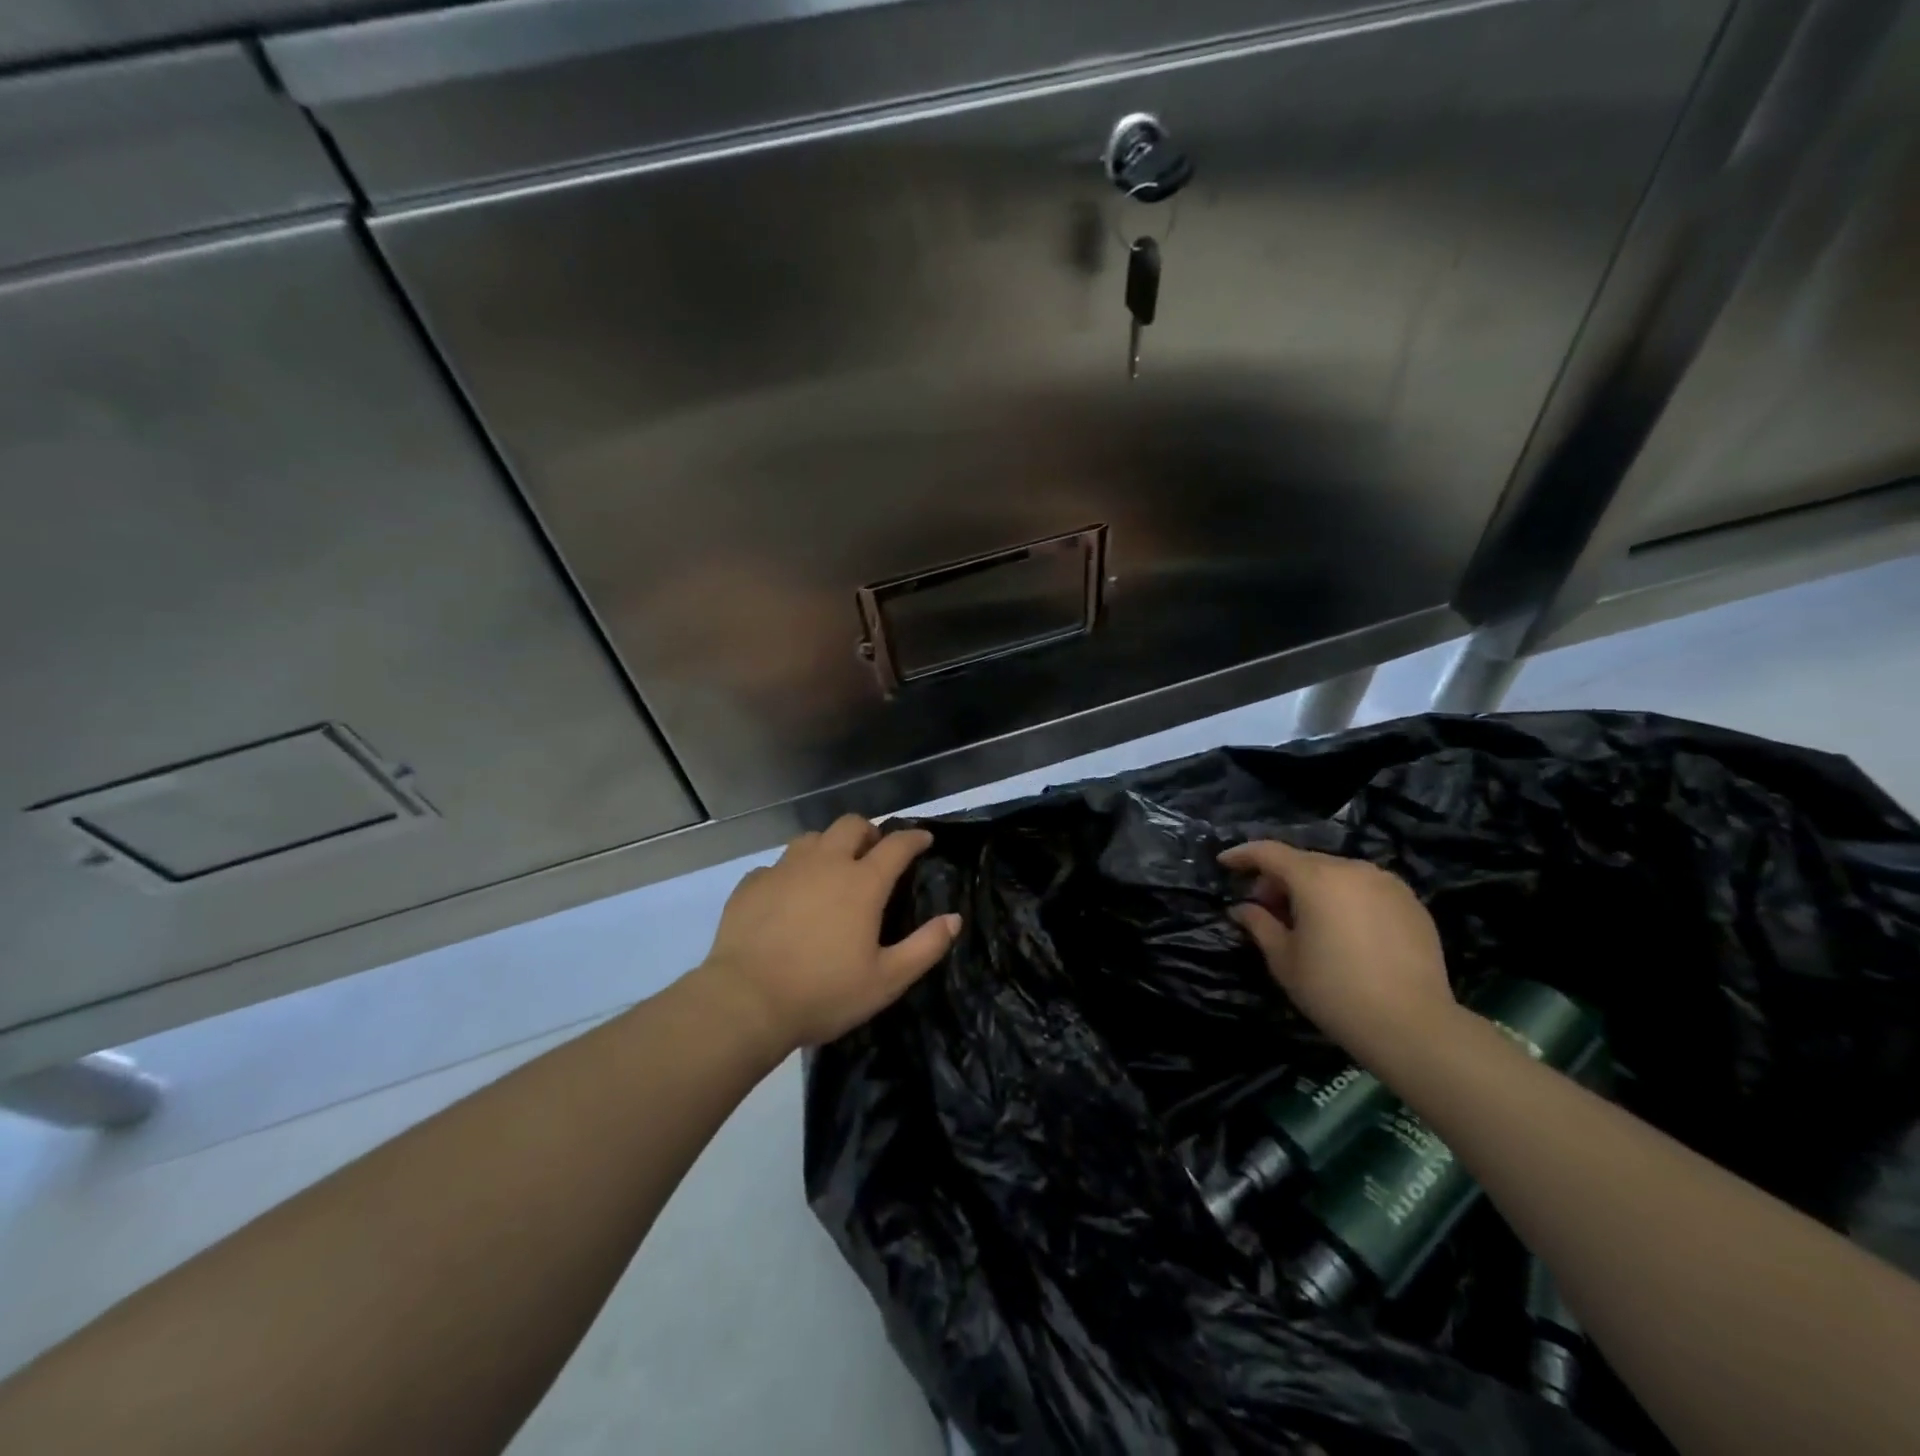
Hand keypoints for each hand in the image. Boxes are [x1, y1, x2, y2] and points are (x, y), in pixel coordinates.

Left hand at [696, 814, 960, 1057]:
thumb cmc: (824, 993)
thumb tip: (954, 919)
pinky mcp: (752, 884)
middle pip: (851, 825)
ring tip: (831, 869)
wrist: (746, 1002)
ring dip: (829, 846)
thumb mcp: (886, 980)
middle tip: (874, 853)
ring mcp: (784, 870)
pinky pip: (777, 865)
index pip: (896, 845)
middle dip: (869, 832)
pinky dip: (791, 873)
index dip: (914, 838)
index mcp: (862, 883)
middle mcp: (825, 864)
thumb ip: (925, 947)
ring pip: (812, 838)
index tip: (924, 839)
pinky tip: (789, 895)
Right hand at [1217, 840, 1455, 1067]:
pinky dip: (1345, 899)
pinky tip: (1344, 930)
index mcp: (1316, 878)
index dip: (1243, 855)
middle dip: (1279, 878)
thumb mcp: (1284, 960)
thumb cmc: (1334, 991)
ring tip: (1307, 921)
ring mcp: (1388, 884)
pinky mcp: (1412, 904)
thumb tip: (1243, 908)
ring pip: (1337, 873)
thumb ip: (1259, 924)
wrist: (1412, 1026)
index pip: (1269, 852)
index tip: (1224, 863)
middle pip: (1304, 862)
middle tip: (1266, 908)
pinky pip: (1366, 889)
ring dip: (1314, 887)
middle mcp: (1352, 869)